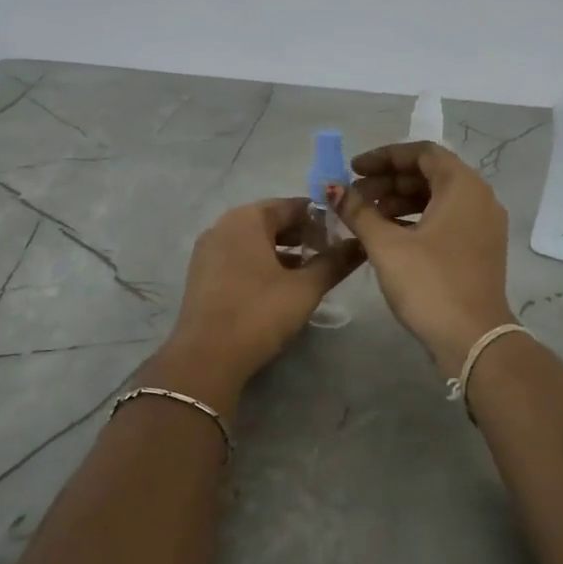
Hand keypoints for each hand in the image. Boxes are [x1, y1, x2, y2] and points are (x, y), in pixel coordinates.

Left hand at [163, 198, 363, 401]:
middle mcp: (223, 226)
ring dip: (283, 251)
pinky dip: (261, 264)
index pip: (292, 205)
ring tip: (310, 272)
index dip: (321, 218)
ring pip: (254, 241)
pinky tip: (280, 287)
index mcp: (246, 218)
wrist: (206, 358)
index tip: (343, 236)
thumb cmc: (259, 313)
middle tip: (330, 255)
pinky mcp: (201, 274)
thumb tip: (361, 245)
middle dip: (302, 235)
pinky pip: (238, 257)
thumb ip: (334, 262)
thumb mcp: (305, 288)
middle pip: (271, 221)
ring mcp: (208, 250)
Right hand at [334, 142, 517, 375]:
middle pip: (430, 174)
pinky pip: (445, 220)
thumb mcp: (386, 245)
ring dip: (400, 202)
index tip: (353, 169)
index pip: (422, 153)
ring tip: (365, 216)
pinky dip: (416, 220)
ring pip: (437, 198)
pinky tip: (387, 235)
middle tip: (355, 196)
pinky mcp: (479, 249)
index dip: (384, 157)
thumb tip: (334, 189)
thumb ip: (358, 212)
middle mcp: (479, 198)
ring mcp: (483, 225)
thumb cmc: (429, 283)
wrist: (472, 339)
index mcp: (463, 186)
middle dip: (389, 181)